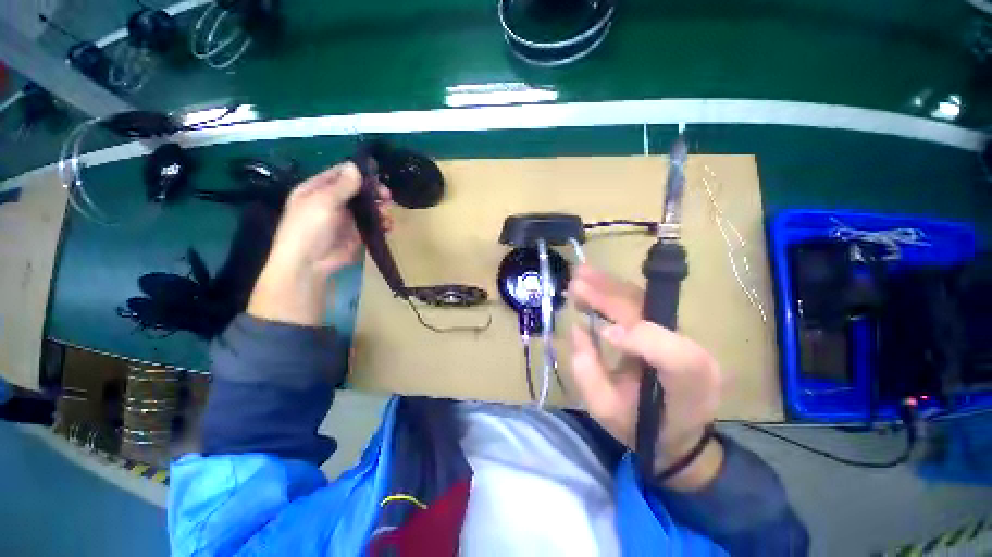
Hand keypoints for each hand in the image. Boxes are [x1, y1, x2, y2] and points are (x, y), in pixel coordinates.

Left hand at [248, 162, 391, 325]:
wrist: (309, 264)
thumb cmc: (309, 228)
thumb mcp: (323, 202)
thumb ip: (342, 185)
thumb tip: (355, 165)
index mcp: (318, 189)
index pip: (341, 174)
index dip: (359, 173)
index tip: (378, 175)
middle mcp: (333, 201)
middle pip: (359, 191)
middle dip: (374, 192)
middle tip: (387, 197)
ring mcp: (346, 218)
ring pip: (369, 208)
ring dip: (381, 209)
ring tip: (386, 215)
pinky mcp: (357, 233)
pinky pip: (373, 224)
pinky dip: (383, 224)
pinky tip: (388, 226)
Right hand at [568, 265, 723, 489]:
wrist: (676, 430)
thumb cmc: (641, 426)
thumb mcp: (607, 411)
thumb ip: (588, 373)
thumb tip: (580, 328)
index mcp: (688, 384)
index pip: (676, 355)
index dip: (640, 339)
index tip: (601, 334)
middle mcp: (692, 351)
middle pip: (653, 315)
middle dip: (610, 297)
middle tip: (575, 283)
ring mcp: (681, 333)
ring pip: (644, 300)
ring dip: (609, 286)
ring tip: (579, 276)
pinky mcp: (667, 326)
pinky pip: (639, 301)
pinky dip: (613, 290)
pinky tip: (592, 284)